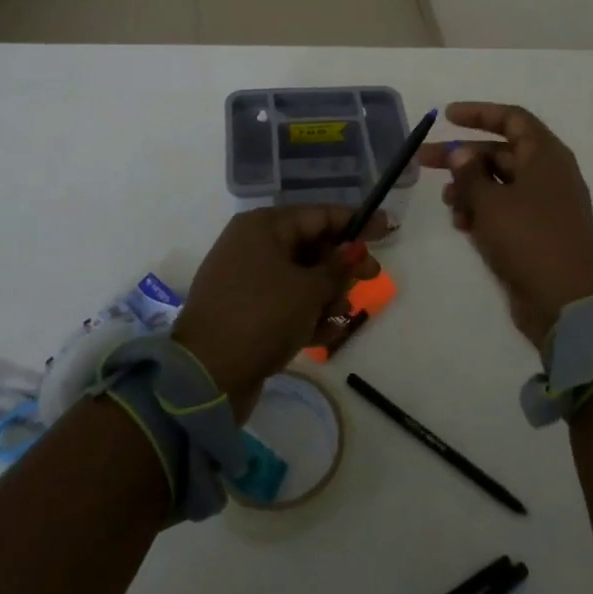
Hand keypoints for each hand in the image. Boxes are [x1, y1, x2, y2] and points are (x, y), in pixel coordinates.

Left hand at [170, 206, 383, 421]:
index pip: (318, 215)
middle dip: (341, 265)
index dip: (355, 222)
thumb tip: (355, 249)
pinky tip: (327, 334)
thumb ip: (337, 268)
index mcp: (263, 227)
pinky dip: (307, 316)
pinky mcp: (245, 314)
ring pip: (300, 278)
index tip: (387, 228)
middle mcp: (252, 246)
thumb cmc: (261, 317)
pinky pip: (286, 305)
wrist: (205, 379)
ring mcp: (246, 281)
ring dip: (327, 295)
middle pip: (310, 246)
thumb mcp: (307, 290)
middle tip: (373, 278)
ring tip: (341, 314)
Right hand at [420, 102, 592, 349]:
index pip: (512, 119)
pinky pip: (505, 211)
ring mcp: (544, 205)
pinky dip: (483, 212)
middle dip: (462, 156)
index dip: (479, 113)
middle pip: (500, 152)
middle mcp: (547, 174)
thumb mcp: (491, 202)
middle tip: (423, 160)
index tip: (446, 116)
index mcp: (545, 155)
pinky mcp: (537, 234)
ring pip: (499, 184)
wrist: (568, 302)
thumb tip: (461, 153)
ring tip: (447, 202)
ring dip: (470, 188)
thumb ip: (470, 173)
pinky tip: (462, 225)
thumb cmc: (529, 239)